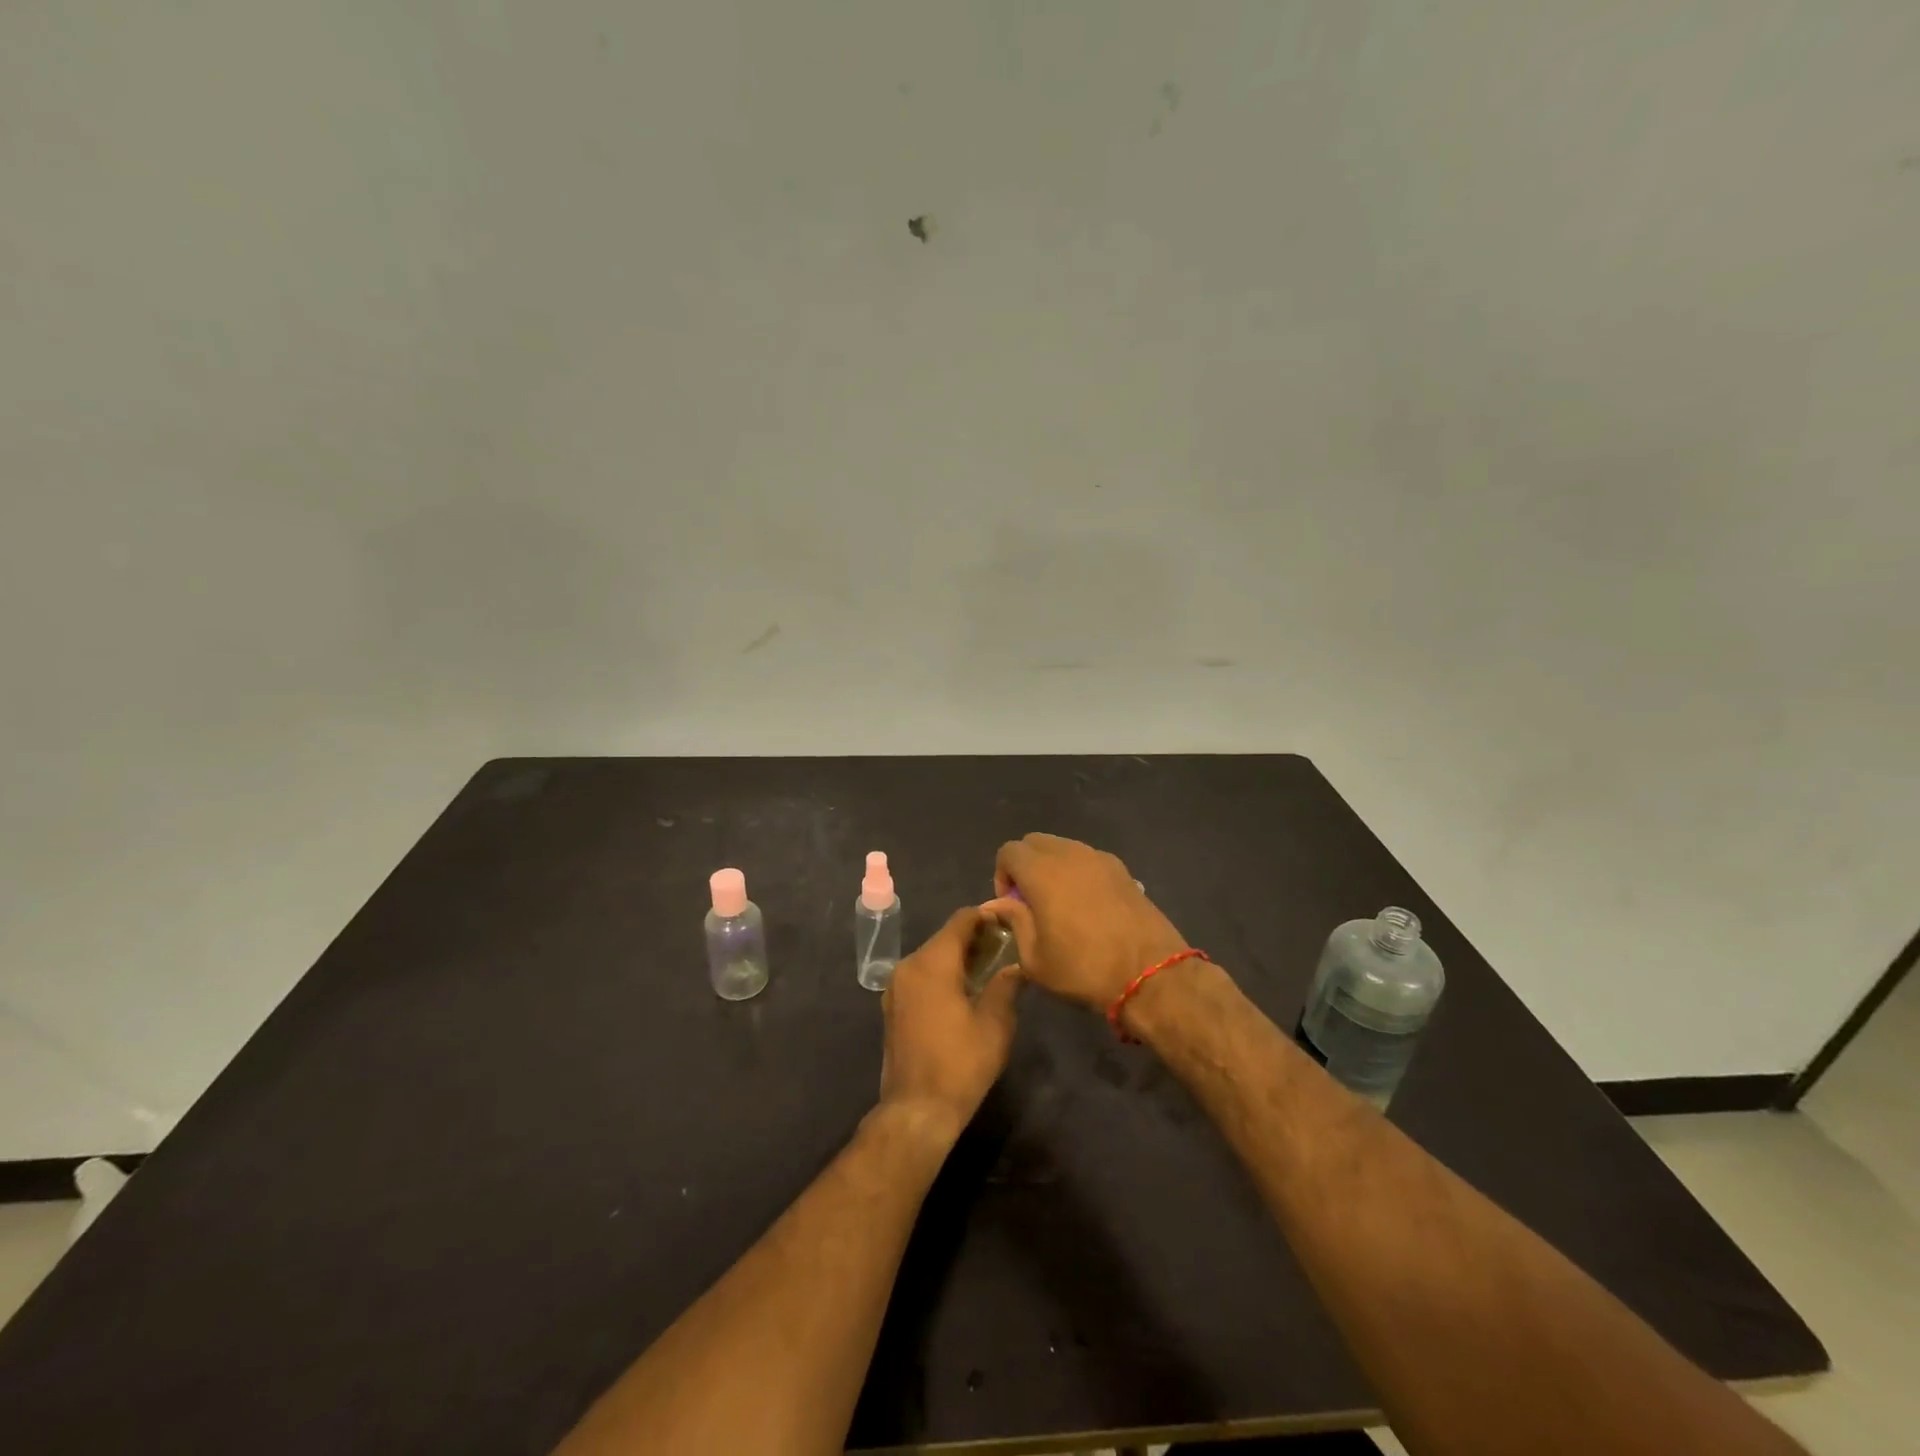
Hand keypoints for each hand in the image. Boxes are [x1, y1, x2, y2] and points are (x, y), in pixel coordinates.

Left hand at [878, 907, 1021, 1142]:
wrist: (917, 1109)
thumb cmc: (961, 1063)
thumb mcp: (995, 1024)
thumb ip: (1006, 986)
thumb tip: (1015, 966)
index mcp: (933, 962)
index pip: (960, 921)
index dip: (985, 917)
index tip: (1008, 923)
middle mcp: (909, 966)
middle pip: (944, 937)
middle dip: (973, 939)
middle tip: (1003, 948)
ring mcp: (896, 987)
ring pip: (931, 957)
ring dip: (956, 957)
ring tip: (987, 970)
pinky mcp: (892, 1006)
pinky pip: (920, 976)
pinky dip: (941, 974)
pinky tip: (962, 991)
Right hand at [983, 833, 1188, 1011]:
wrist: (1150, 975)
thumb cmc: (1084, 969)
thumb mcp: (1035, 958)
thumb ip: (1014, 921)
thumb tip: (997, 904)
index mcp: (1043, 872)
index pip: (1009, 851)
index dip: (1002, 875)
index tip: (1011, 905)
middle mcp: (1070, 854)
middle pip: (1035, 842)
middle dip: (1025, 865)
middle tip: (1030, 901)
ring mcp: (1100, 858)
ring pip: (1063, 847)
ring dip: (1052, 866)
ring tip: (1059, 903)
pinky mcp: (1123, 870)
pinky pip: (1088, 858)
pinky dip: (1078, 871)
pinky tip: (1087, 905)